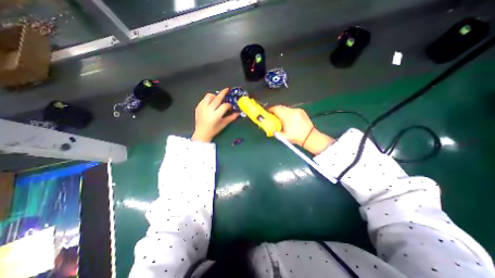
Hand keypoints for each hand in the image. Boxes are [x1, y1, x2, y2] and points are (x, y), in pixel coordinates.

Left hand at [191, 87, 239, 141]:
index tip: (230, 106)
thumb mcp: (224, 124)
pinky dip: (209, 99)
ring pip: (209, 96)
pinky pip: (204, 99)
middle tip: (227, 89)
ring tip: (217, 98)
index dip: (229, 105)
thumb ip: (231, 117)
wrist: (201, 133)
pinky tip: (211, 103)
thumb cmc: (214, 130)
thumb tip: (238, 113)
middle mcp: (208, 110)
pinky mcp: (198, 107)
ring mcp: (202, 108)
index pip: (224, 106)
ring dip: (215, 96)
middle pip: (217, 98)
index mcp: (215, 116)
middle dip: (223, 93)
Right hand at [267, 106, 336, 154]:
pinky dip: (288, 112)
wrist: (310, 137)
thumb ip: (274, 131)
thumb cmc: (295, 137)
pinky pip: (292, 110)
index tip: (268, 113)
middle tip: (273, 116)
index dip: (270, 110)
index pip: (276, 109)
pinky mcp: (301, 111)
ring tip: (281, 118)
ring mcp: (297, 110)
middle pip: (280, 107)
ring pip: (286, 108)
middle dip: (276, 110)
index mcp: (287, 116)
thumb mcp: (283, 136)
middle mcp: (292, 111)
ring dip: (282, 111)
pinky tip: (289, 119)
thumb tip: (269, 128)